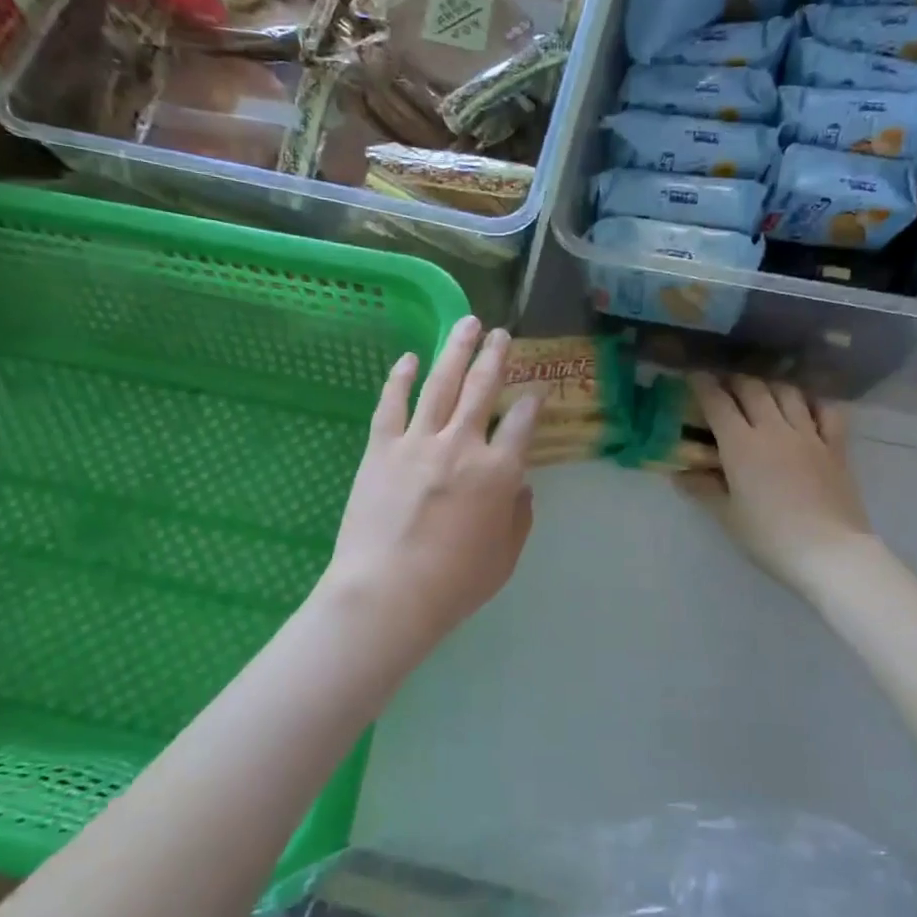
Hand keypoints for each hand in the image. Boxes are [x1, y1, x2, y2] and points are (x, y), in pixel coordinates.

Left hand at [322, 317, 540, 653]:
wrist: (387, 592)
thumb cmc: (454, 584)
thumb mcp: (504, 557)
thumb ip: (518, 517)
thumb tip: (521, 486)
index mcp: (499, 472)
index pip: (522, 424)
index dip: (531, 404)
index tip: (535, 391)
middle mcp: (462, 445)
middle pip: (482, 389)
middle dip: (495, 356)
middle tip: (501, 333)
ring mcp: (418, 442)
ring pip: (441, 383)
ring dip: (456, 350)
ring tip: (467, 324)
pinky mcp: (381, 448)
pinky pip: (392, 404)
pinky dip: (401, 377)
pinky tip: (409, 357)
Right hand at [681, 374, 873, 597]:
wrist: (829, 551)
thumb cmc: (769, 537)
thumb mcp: (728, 516)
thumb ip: (703, 489)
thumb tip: (680, 474)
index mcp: (741, 445)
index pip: (717, 403)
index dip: (702, 385)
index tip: (693, 376)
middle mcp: (773, 429)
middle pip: (752, 389)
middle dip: (734, 381)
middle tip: (724, 384)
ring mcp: (808, 435)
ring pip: (788, 393)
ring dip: (770, 385)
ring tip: (761, 390)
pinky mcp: (835, 447)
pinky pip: (827, 411)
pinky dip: (814, 401)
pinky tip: (806, 404)